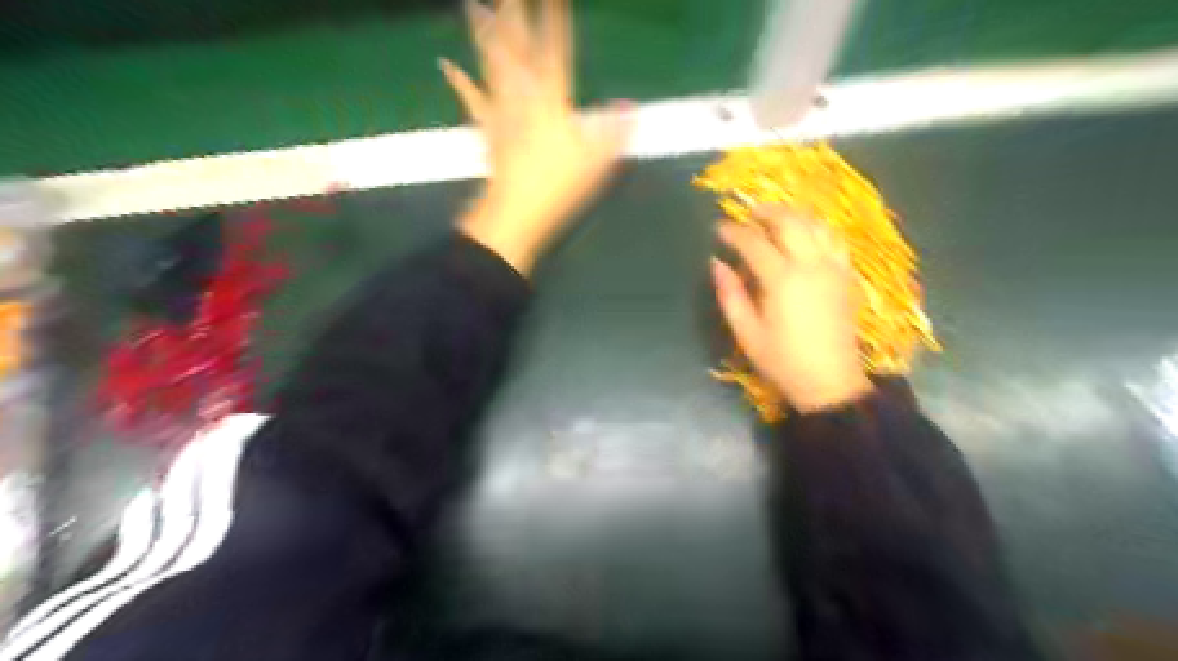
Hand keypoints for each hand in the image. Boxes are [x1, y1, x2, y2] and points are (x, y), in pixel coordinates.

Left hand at [440, 1, 625, 273]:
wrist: (516, 212)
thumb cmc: (558, 187)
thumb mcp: (597, 163)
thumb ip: (613, 132)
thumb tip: (631, 107)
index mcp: (552, 100)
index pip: (556, 49)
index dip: (554, 17)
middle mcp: (523, 95)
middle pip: (517, 46)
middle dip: (514, 11)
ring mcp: (501, 109)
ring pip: (491, 63)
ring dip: (483, 32)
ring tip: (473, 3)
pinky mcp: (487, 127)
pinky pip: (471, 98)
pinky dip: (458, 81)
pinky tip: (446, 64)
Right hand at [709, 207, 872, 412]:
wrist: (830, 381)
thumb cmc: (782, 360)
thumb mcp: (747, 333)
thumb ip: (730, 295)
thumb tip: (717, 263)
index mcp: (782, 280)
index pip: (754, 242)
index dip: (734, 232)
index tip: (719, 228)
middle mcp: (811, 265)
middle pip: (789, 222)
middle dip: (766, 212)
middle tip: (747, 214)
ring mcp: (833, 268)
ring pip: (815, 224)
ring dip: (793, 215)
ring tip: (774, 219)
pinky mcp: (846, 276)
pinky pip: (834, 239)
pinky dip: (817, 228)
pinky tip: (806, 234)